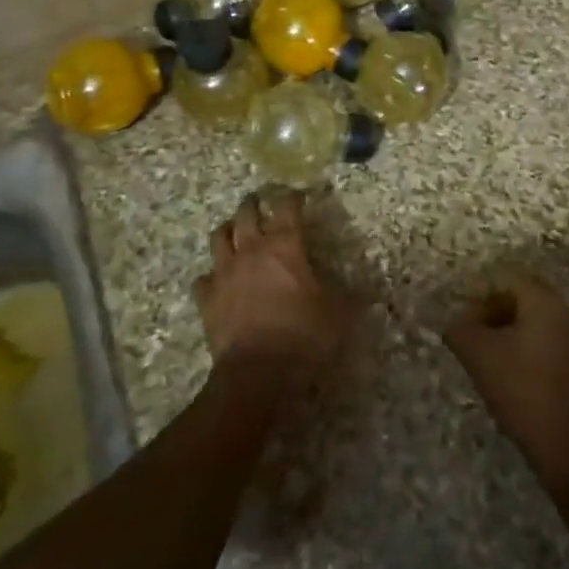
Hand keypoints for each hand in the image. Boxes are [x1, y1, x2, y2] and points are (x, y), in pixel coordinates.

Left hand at [195, 191, 356, 381]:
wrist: (257, 373)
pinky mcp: (207, 300)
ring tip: (233, 230)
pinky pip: (203, 279)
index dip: (293, 197)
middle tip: (259, 200)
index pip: (287, 207)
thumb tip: (365, 290)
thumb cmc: (302, 334)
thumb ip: (348, 296)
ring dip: (227, 230)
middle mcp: (251, 251)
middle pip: (246, 214)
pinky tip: (217, 280)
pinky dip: (211, 276)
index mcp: (284, 246)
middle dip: (253, 203)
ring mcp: (224, 274)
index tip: (299, 195)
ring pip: (219, 238)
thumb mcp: (338, 314)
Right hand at [445, 275, 568, 485]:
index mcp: (544, 301)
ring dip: (507, 330)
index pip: (506, 277)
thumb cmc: (522, 390)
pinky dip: (524, 347)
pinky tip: (509, 373)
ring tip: (486, 357)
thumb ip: (461, 328)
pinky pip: (546, 339)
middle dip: (492, 311)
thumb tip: (458, 320)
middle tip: (471, 336)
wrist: (568, 445)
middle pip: (521, 296)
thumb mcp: (479, 356)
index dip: (479, 293)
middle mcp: (565, 310)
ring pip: (533, 319)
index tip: (463, 320)